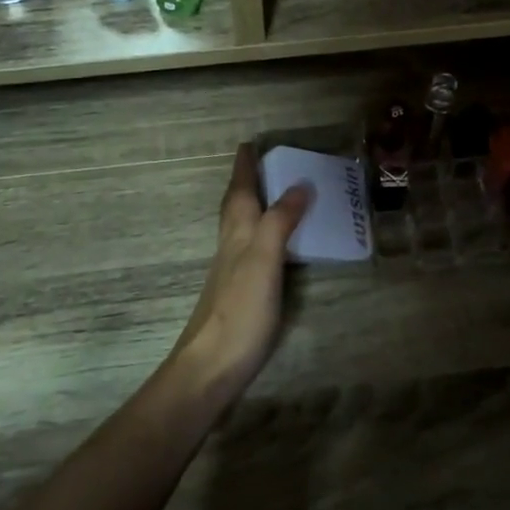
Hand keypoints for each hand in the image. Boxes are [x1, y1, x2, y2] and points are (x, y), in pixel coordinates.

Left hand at [170, 144, 313, 391]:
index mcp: (236, 232)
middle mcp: (230, 245)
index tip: (249, 142)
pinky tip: (273, 245)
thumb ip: (280, 221)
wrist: (210, 367)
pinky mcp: (239, 292)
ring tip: (273, 194)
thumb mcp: (263, 260)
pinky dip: (262, 233)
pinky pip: (251, 248)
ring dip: (253, 205)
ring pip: (241, 226)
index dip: (245, 166)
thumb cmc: (239, 310)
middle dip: (246, 181)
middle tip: (262, 162)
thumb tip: (300, 184)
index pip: (239, 190)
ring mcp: (232, 270)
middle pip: (235, 205)